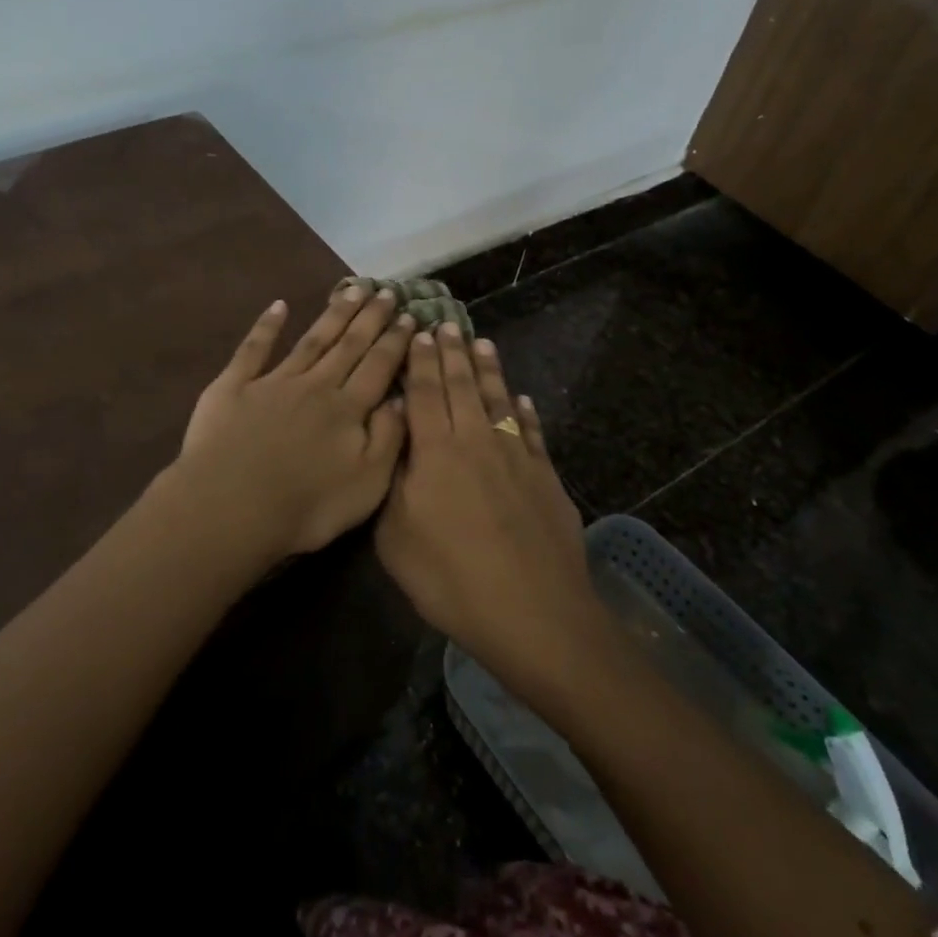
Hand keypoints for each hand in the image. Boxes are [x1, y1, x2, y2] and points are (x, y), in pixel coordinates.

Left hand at [174, 284, 413, 561]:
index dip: (395, 341)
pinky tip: (279, 305)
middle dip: (370, 317)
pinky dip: (267, 325)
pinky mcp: (233, 386)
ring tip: (353, 289)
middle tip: (387, 290)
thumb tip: (402, 399)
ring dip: (334, 314)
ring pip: (311, 340)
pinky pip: (254, 349)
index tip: (409, 315)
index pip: (378, 366)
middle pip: (348, 345)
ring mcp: (272, 381)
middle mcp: (315, 385)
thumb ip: (388, 438)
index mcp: (347, 409)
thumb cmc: (305, 507)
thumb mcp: (367, 484)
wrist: (229, 508)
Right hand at [375, 323, 602, 698]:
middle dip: (452, 352)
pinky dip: (525, 411)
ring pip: (498, 400)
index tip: (418, 332)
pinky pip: (532, 432)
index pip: (425, 392)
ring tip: (481, 342)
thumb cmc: (451, 579)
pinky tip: (523, 399)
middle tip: (446, 323)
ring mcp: (516, 456)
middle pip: (462, 386)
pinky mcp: (545, 477)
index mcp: (436, 452)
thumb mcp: (396, 537)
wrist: (534, 613)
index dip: (420, 361)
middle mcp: (477, 441)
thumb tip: (394, 440)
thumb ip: (392, 481)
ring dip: (488, 370)